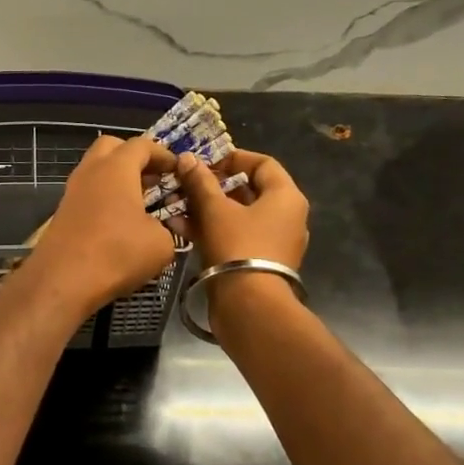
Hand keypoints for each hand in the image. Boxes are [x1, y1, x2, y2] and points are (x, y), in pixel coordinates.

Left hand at [28, 135, 179, 318]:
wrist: (63, 281)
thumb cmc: (117, 253)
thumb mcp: (161, 244)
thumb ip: (167, 228)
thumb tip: (160, 229)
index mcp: (116, 168)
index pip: (142, 145)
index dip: (163, 154)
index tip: (178, 170)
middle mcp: (90, 172)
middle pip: (111, 148)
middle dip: (134, 158)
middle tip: (154, 179)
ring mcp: (72, 192)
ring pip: (96, 171)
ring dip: (117, 180)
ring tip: (140, 203)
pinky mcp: (62, 213)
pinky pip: (88, 194)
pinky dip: (104, 198)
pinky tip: (119, 222)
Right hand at [172, 147, 308, 269]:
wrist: (249, 307)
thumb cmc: (238, 247)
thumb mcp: (215, 210)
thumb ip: (201, 182)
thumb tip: (187, 158)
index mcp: (286, 197)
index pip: (263, 163)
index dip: (233, 158)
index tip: (205, 162)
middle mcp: (286, 217)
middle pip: (249, 190)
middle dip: (213, 186)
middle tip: (186, 184)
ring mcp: (274, 242)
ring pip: (238, 216)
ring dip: (207, 209)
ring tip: (177, 206)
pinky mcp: (260, 263)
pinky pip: (236, 237)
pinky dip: (213, 230)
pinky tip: (181, 229)